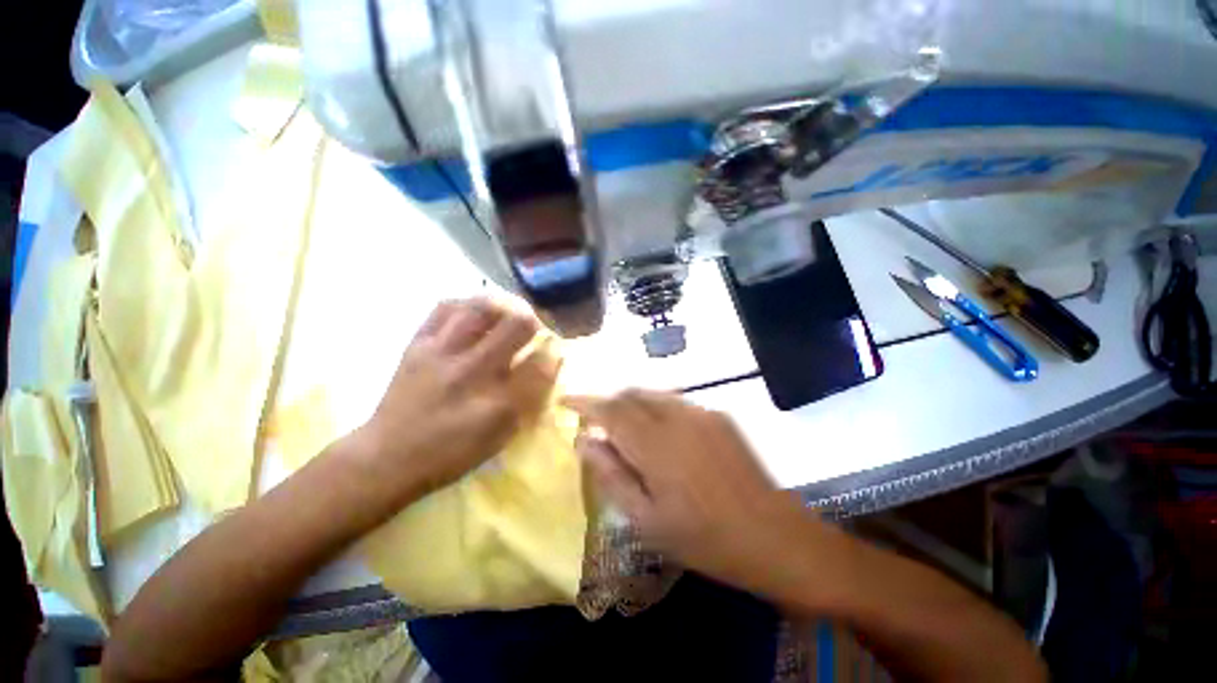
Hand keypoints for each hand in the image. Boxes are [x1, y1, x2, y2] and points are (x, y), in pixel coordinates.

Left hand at [350, 298, 560, 499]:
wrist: (387, 457)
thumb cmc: (451, 454)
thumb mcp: (500, 436)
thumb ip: (530, 400)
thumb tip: (550, 364)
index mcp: (496, 401)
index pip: (541, 362)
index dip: (554, 352)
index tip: (554, 350)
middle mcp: (472, 370)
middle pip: (517, 325)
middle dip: (534, 322)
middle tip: (532, 328)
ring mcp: (442, 352)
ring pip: (481, 307)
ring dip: (503, 306)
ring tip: (506, 314)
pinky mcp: (418, 344)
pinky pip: (445, 307)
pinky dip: (466, 304)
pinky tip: (474, 314)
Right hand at [563, 390, 824, 593]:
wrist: (773, 536)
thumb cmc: (703, 538)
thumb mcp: (646, 519)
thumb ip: (611, 475)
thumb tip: (584, 442)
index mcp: (655, 444)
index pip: (610, 409)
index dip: (585, 402)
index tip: (566, 401)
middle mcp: (677, 417)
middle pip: (631, 394)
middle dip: (609, 401)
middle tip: (596, 421)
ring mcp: (701, 412)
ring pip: (654, 394)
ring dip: (632, 403)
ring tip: (625, 427)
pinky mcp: (718, 415)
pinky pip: (676, 402)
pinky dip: (656, 408)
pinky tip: (661, 434)